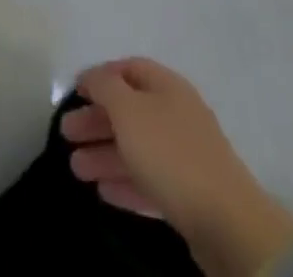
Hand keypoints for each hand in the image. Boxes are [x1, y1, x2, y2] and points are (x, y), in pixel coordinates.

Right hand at [62, 59, 292, 273]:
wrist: (228, 222)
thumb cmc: (170, 153)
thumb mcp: (129, 110)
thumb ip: (105, 87)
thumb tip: (93, 77)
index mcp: (167, 86)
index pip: (128, 69)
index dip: (100, 77)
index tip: (74, 92)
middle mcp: (176, 114)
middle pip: (129, 110)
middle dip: (96, 121)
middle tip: (65, 134)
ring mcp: (184, 156)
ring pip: (136, 148)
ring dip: (104, 154)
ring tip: (75, 168)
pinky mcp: (188, 195)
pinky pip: (149, 180)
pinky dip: (124, 182)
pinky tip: (103, 191)